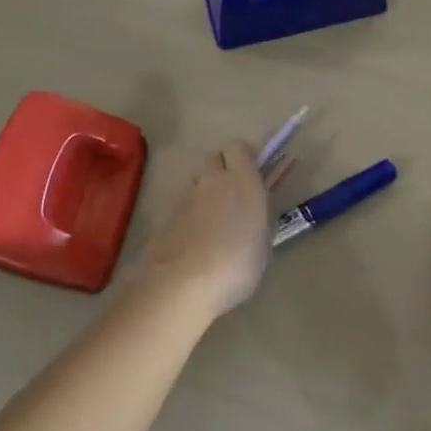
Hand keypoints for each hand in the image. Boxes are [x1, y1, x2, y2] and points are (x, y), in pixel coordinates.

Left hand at [139, 141, 271, 318]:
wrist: (185, 282)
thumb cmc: (237, 263)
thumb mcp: (263, 243)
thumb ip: (258, 218)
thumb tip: (251, 212)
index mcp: (242, 181)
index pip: (239, 148)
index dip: (243, 160)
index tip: (250, 178)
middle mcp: (213, 180)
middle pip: (214, 159)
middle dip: (222, 171)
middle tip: (231, 198)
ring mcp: (186, 196)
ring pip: (197, 182)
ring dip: (205, 193)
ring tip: (212, 224)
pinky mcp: (167, 215)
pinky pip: (183, 205)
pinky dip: (189, 215)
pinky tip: (194, 242)